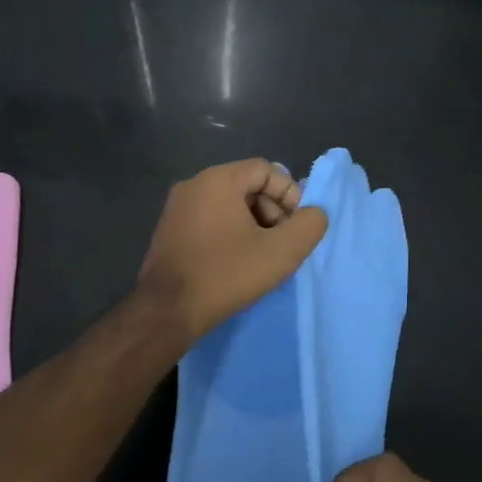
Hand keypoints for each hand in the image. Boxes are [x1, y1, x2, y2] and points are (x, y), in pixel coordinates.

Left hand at [136, 158, 327, 346]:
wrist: (167, 312)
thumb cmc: (226, 274)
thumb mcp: (281, 251)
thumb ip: (308, 225)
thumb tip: (314, 213)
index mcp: (218, 179)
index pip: (267, 170)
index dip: (290, 194)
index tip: (297, 226)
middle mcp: (193, 185)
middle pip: (247, 186)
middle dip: (272, 211)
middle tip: (282, 244)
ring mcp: (177, 208)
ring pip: (229, 205)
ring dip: (253, 226)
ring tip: (263, 257)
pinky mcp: (169, 231)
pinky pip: (210, 221)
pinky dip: (230, 234)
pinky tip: (238, 264)